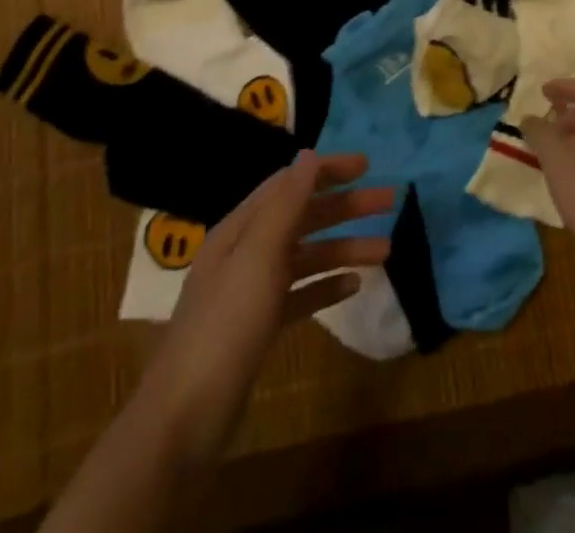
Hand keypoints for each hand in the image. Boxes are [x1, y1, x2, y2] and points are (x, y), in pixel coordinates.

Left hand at [141, 152, 392, 459]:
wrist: (185, 420)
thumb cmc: (225, 325)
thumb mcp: (258, 256)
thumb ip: (286, 204)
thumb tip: (309, 155)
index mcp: (240, 229)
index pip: (289, 184)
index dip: (327, 171)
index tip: (367, 165)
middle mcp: (246, 253)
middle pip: (303, 218)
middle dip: (345, 208)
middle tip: (389, 201)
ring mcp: (252, 293)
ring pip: (307, 257)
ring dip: (345, 248)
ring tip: (386, 250)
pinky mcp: (260, 328)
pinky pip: (301, 294)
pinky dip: (327, 285)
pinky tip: (354, 286)